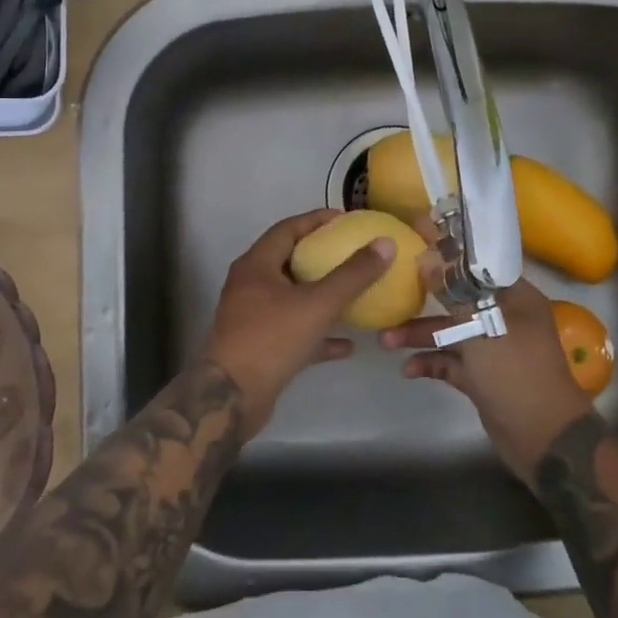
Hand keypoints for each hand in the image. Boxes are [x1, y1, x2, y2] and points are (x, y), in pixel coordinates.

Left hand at [200, 210, 397, 436]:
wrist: (231, 398)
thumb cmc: (271, 339)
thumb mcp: (317, 303)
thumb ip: (353, 274)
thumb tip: (386, 243)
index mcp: (256, 265)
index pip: (288, 229)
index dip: (317, 220)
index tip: (347, 220)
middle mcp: (250, 285)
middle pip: (290, 261)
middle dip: (322, 256)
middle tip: (354, 253)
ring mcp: (253, 317)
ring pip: (293, 298)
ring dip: (322, 296)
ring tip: (355, 293)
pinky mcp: (260, 347)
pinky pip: (294, 331)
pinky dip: (318, 333)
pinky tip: (347, 344)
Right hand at [382, 275, 592, 482]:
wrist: (544, 439)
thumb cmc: (515, 372)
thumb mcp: (482, 327)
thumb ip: (453, 293)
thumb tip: (428, 258)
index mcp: (515, 298)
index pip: (477, 266)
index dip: (447, 254)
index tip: (415, 243)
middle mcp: (505, 317)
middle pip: (458, 300)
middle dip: (424, 302)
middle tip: (391, 296)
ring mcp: (493, 349)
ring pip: (451, 333)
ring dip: (420, 335)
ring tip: (385, 340)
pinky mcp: (483, 377)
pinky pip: (451, 362)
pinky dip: (430, 363)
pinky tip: (407, 370)